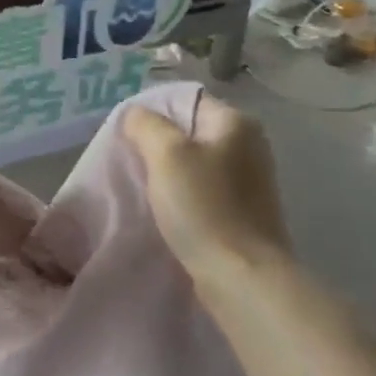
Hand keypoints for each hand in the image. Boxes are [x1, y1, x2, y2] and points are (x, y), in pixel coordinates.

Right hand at [124, 97, 288, 282]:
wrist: (241, 275)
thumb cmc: (203, 207)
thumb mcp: (166, 154)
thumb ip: (146, 125)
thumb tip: (135, 114)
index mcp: (236, 122)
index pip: (185, 101)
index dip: (152, 113)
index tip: (125, 136)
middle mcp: (249, 145)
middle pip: (190, 132)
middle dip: (158, 145)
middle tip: (128, 161)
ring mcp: (250, 180)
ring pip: (195, 164)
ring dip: (169, 173)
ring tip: (142, 187)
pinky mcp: (244, 211)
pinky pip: (204, 191)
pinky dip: (183, 196)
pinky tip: (165, 210)